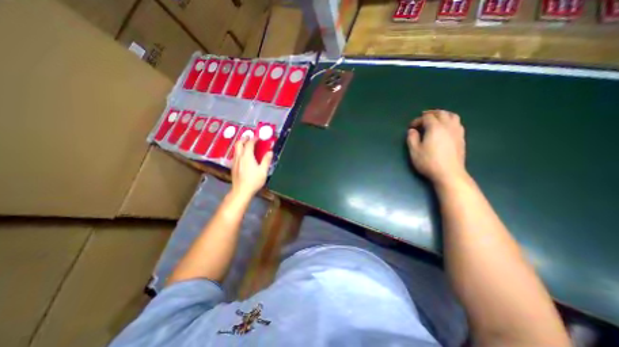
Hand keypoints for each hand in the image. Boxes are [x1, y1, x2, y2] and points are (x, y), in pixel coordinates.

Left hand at [231, 137, 271, 199]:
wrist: (241, 191)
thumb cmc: (254, 181)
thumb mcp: (263, 171)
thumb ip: (266, 160)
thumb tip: (270, 152)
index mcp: (247, 156)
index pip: (249, 144)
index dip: (254, 139)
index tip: (258, 137)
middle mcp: (239, 157)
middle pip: (239, 144)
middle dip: (244, 139)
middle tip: (249, 136)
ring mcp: (235, 162)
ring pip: (236, 149)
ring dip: (240, 144)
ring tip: (245, 144)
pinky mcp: (233, 167)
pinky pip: (235, 155)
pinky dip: (239, 151)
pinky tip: (242, 155)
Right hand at [410, 109, 465, 186]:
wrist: (449, 173)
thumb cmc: (429, 162)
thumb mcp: (414, 151)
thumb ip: (411, 138)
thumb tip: (412, 130)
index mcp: (435, 128)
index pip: (426, 117)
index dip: (417, 120)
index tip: (411, 127)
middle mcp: (448, 126)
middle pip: (441, 113)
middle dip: (431, 113)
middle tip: (422, 117)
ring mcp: (457, 132)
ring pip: (452, 116)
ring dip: (443, 115)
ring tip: (436, 119)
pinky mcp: (461, 138)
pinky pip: (457, 123)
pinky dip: (450, 121)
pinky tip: (446, 127)